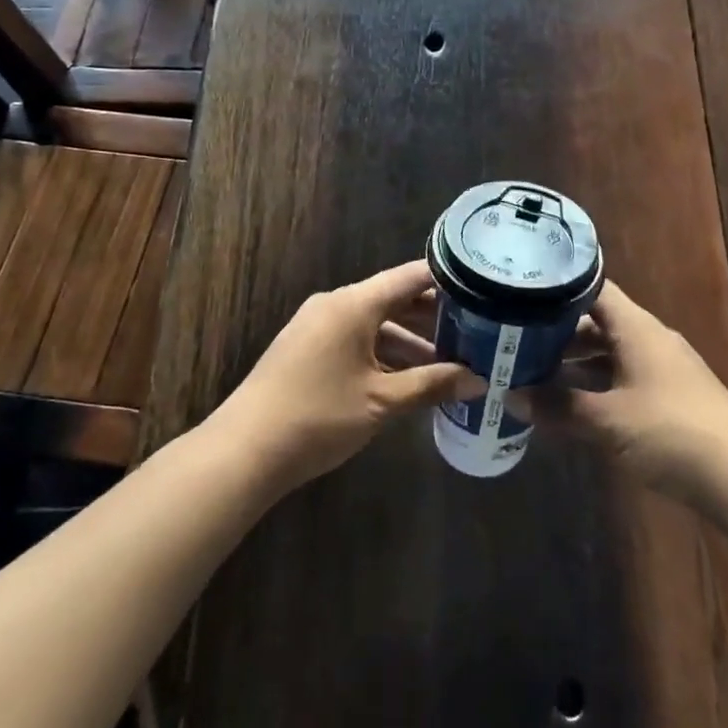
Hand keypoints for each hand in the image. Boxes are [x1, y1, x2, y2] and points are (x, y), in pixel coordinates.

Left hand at [210, 261, 483, 490]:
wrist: (245, 450)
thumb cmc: (319, 416)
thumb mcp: (382, 401)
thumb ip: (431, 385)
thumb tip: (478, 381)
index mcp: (354, 304)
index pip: (410, 277)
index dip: (446, 280)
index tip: (482, 288)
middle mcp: (335, 304)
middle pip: (393, 300)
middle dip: (433, 318)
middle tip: (475, 332)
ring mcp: (318, 326)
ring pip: (375, 324)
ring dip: (409, 342)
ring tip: (449, 363)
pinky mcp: (307, 349)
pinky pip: (356, 339)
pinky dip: (383, 354)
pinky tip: (408, 379)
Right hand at [511, 281, 727, 503]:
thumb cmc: (670, 433)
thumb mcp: (607, 420)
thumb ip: (558, 406)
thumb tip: (511, 395)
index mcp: (637, 328)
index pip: (593, 289)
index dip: (557, 288)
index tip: (520, 294)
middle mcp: (649, 339)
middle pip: (597, 323)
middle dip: (557, 333)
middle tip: (513, 340)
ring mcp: (661, 369)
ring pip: (608, 353)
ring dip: (574, 363)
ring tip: (531, 372)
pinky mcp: (668, 398)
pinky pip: (621, 378)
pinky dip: (594, 385)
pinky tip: (570, 404)